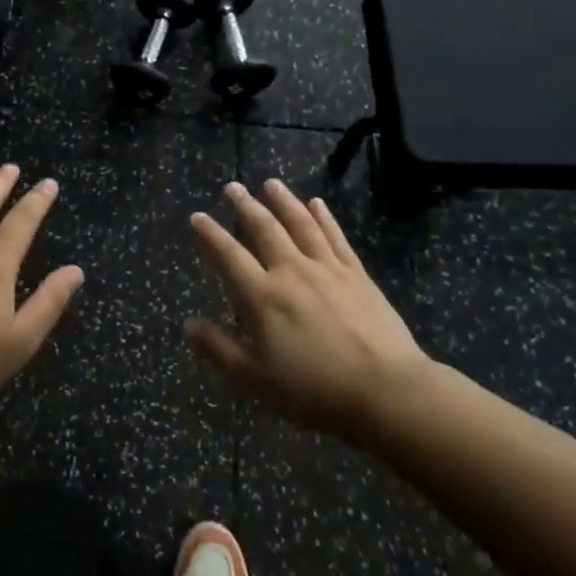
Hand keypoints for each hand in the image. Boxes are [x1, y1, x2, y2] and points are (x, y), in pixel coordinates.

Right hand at [186, 179, 428, 439]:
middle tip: (232, 187)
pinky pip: (335, 237)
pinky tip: (317, 204)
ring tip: (271, 183)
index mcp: (263, 296)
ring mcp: (327, 269)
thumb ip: (219, 349)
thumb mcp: (256, 380)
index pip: (229, 255)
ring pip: (300, 224)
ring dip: (283, 201)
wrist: (387, 392)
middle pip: (265, 229)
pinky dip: (324, 217)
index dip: (210, 235)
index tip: (197, 217)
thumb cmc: (314, 390)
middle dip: (245, 206)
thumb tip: (189, 324)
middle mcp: (291, 271)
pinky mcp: (357, 274)